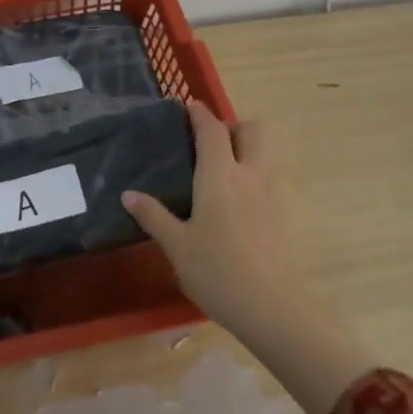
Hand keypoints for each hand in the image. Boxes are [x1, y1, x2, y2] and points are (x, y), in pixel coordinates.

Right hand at [125, 100, 377, 413]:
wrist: (273, 307)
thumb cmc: (217, 271)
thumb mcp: (177, 245)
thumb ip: (154, 216)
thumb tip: (129, 195)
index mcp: (219, 175)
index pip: (211, 130)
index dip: (199, 114)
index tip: (187, 106)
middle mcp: (250, 175)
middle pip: (252, 130)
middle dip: (232, 126)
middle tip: (208, 144)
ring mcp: (273, 194)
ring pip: (265, 153)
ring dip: (246, 150)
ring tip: (219, 172)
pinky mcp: (284, 214)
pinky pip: (269, 178)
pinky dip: (253, 175)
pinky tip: (236, 203)